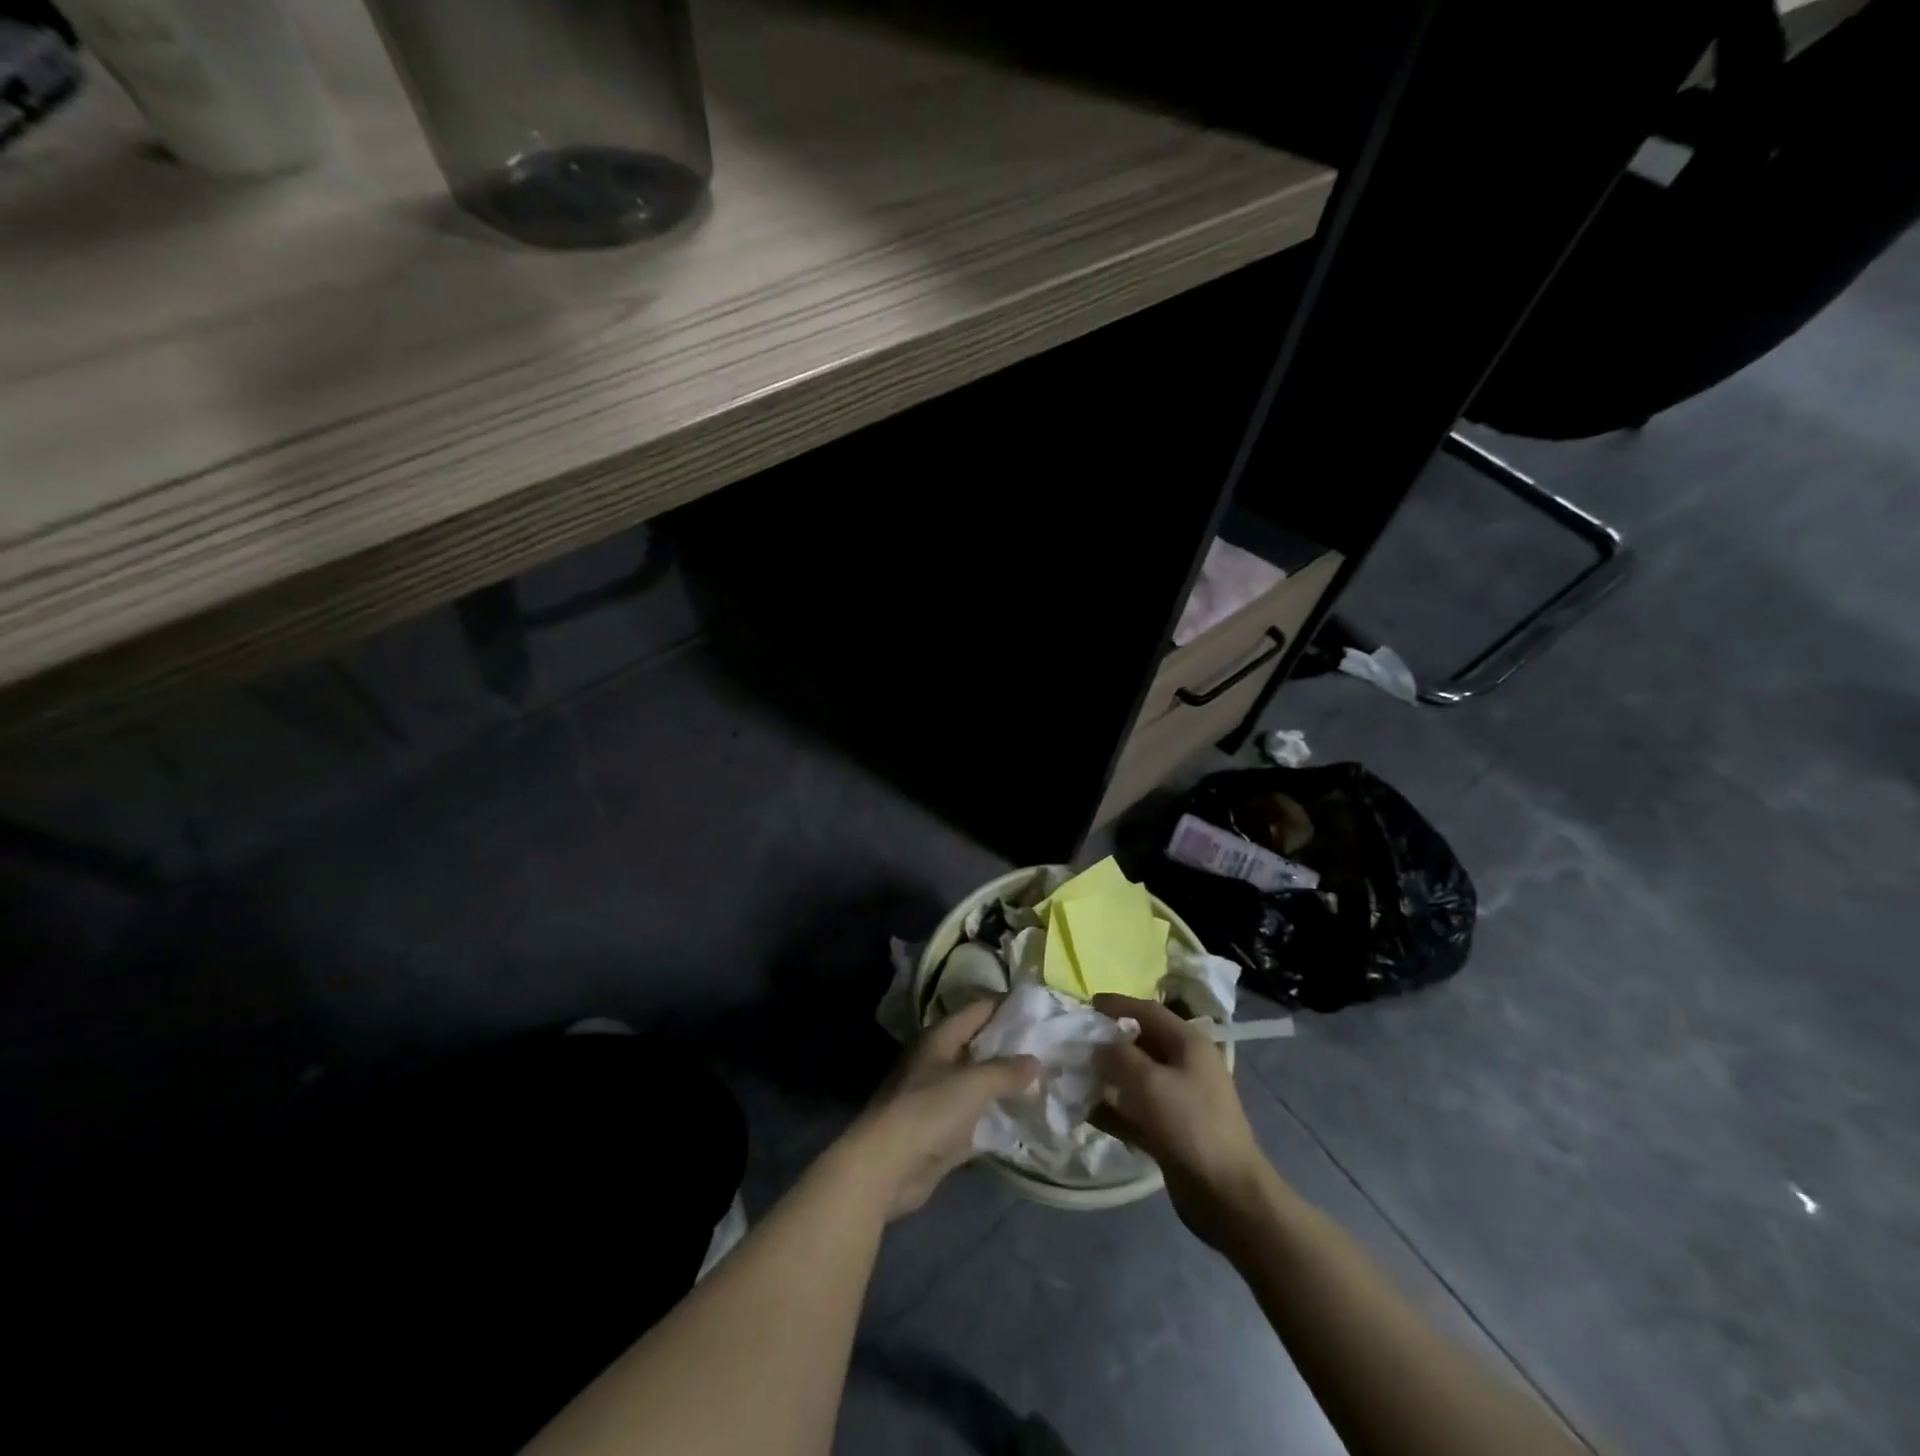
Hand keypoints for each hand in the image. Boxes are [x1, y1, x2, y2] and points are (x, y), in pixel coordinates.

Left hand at [841, 1000, 1037, 1221]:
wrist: (887, 1166)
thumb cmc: (928, 1111)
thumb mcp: (973, 1084)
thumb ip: (1006, 1071)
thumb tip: (1036, 1061)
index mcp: (940, 1037)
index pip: (979, 1010)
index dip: (1008, 1007)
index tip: (1041, 1010)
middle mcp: (939, 1060)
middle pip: (981, 1045)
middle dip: (1013, 1047)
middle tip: (1051, 1048)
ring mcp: (940, 1096)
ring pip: (981, 1082)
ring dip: (1007, 1084)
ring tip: (1047, 1081)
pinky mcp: (944, 1130)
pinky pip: (978, 1115)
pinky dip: (998, 1115)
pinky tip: (1027, 1117)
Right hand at [1090, 994, 1272, 1250]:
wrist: (1228, 1196)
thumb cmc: (1191, 1125)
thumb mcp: (1150, 1082)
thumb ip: (1118, 1057)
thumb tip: (1097, 1047)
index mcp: (1189, 1044)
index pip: (1148, 1011)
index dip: (1118, 1004)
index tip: (1087, 1005)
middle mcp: (1185, 1066)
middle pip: (1141, 1044)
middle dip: (1108, 1043)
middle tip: (1075, 1043)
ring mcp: (1179, 1101)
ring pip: (1135, 1080)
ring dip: (1106, 1078)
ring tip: (1073, 1076)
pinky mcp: (1170, 1132)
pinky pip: (1134, 1112)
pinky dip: (1112, 1110)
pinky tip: (1084, 1112)